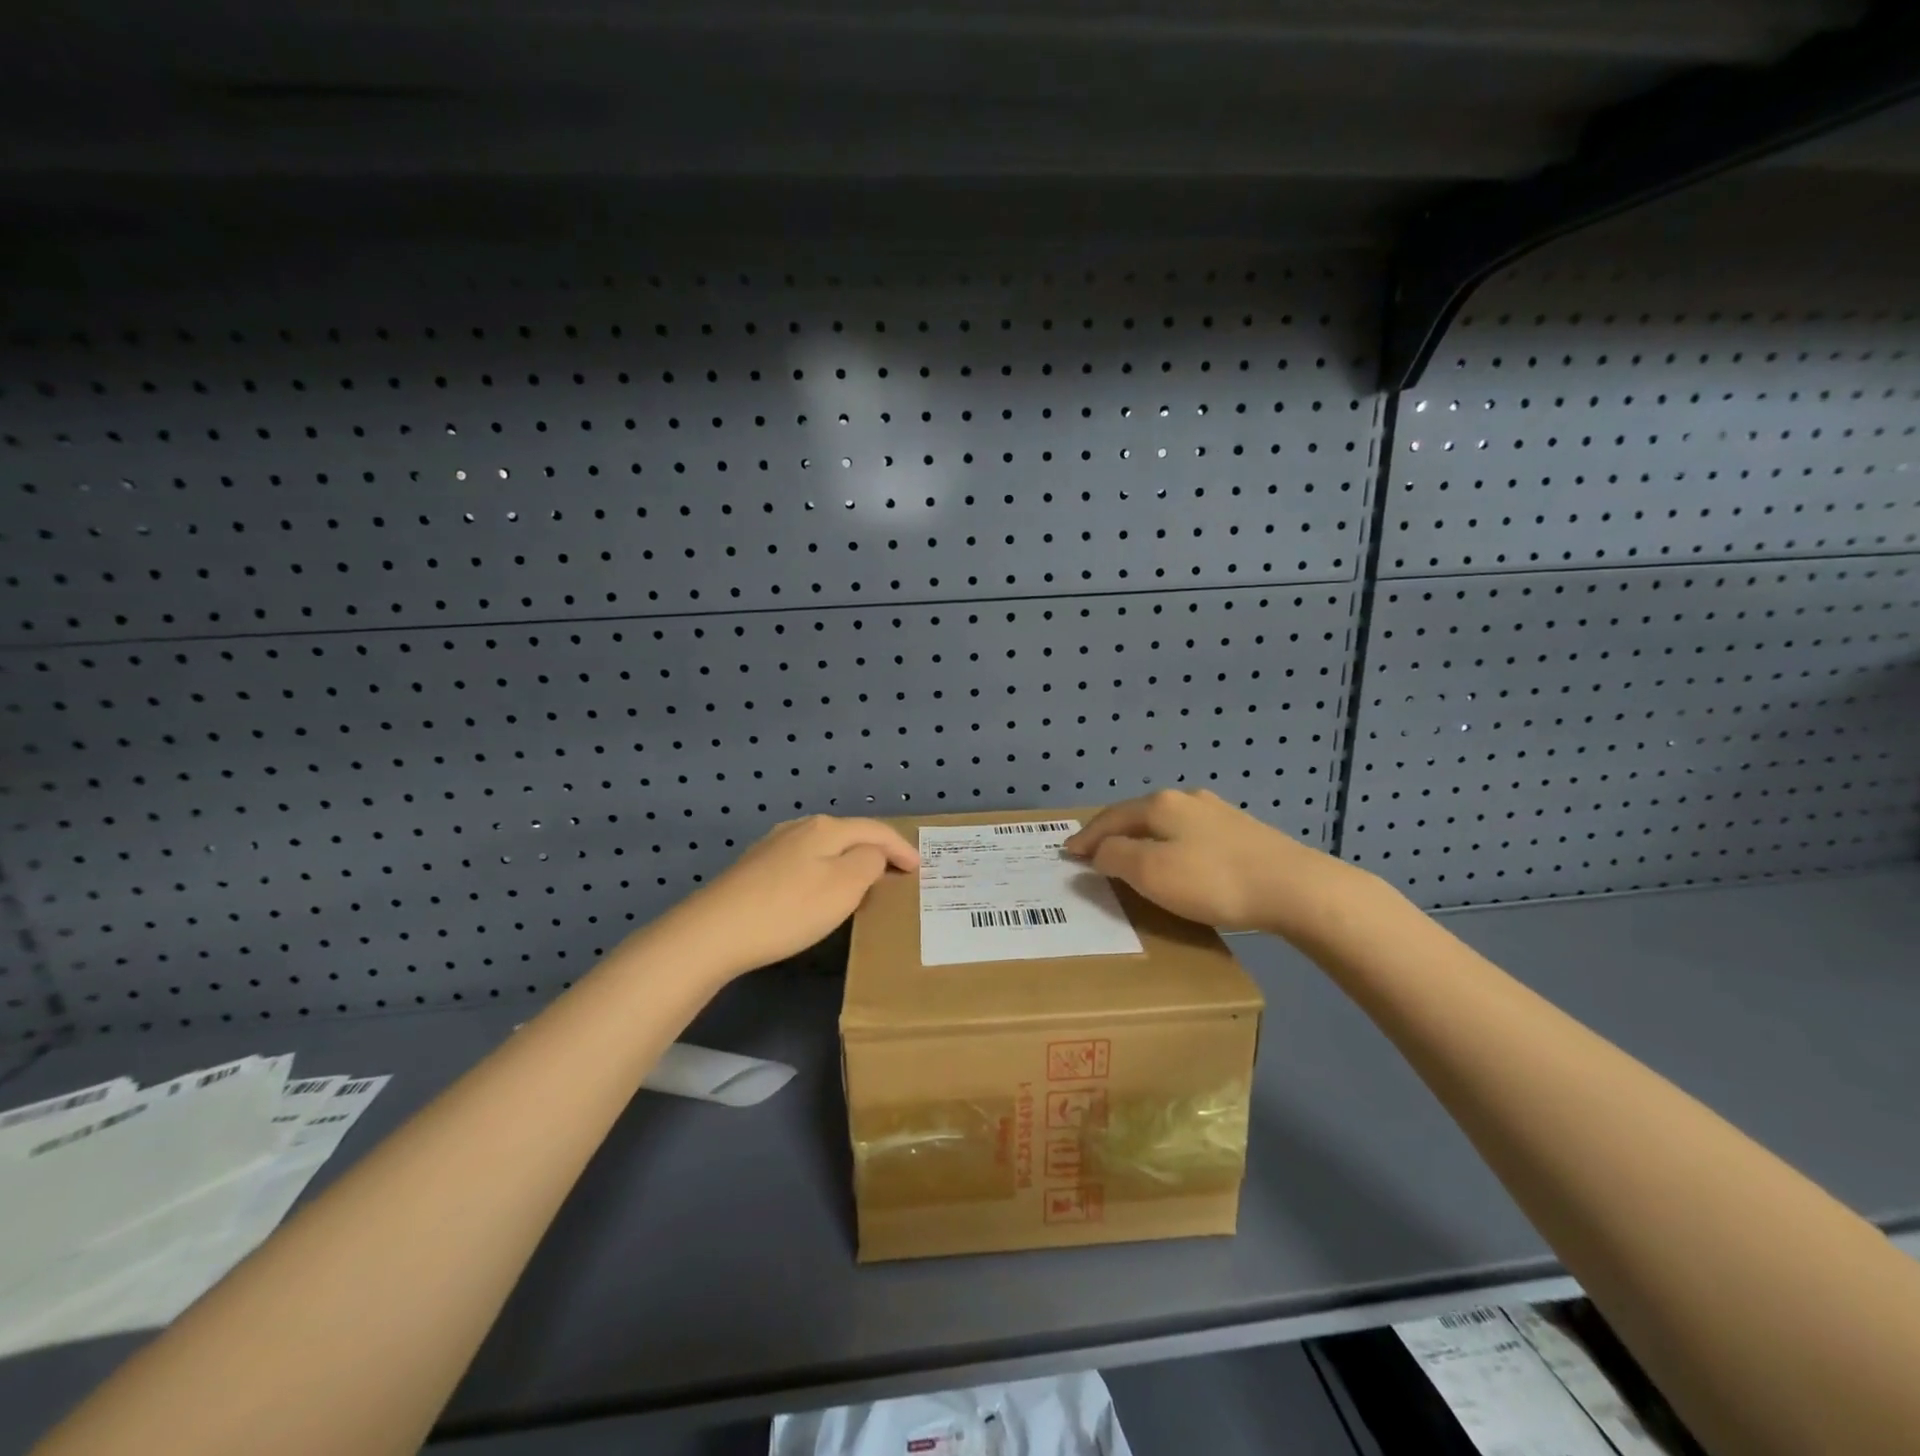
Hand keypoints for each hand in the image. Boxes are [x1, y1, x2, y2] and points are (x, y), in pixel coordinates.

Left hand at [656, 815, 919, 979]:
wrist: (714, 932)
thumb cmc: (789, 909)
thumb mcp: (844, 886)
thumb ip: (869, 863)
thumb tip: (872, 854)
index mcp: (826, 828)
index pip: (875, 830)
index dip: (901, 848)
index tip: (920, 868)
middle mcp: (800, 827)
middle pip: (849, 834)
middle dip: (876, 851)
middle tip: (897, 872)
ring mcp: (773, 846)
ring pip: (825, 847)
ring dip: (849, 860)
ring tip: (864, 880)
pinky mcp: (755, 868)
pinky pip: (804, 861)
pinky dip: (825, 870)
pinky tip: (820, 888)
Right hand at [1065, 789, 1359, 937]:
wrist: (1295, 888)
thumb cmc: (1213, 881)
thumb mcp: (1151, 873)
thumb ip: (1116, 858)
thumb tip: (1099, 851)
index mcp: (1160, 805)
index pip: (1110, 818)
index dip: (1086, 837)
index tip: (1066, 853)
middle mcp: (1186, 799)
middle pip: (1137, 815)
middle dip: (1112, 834)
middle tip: (1093, 854)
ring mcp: (1217, 812)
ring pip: (1166, 823)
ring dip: (1142, 839)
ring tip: (1131, 857)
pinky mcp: (1242, 831)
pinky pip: (1189, 835)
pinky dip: (1169, 846)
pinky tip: (1177, 860)